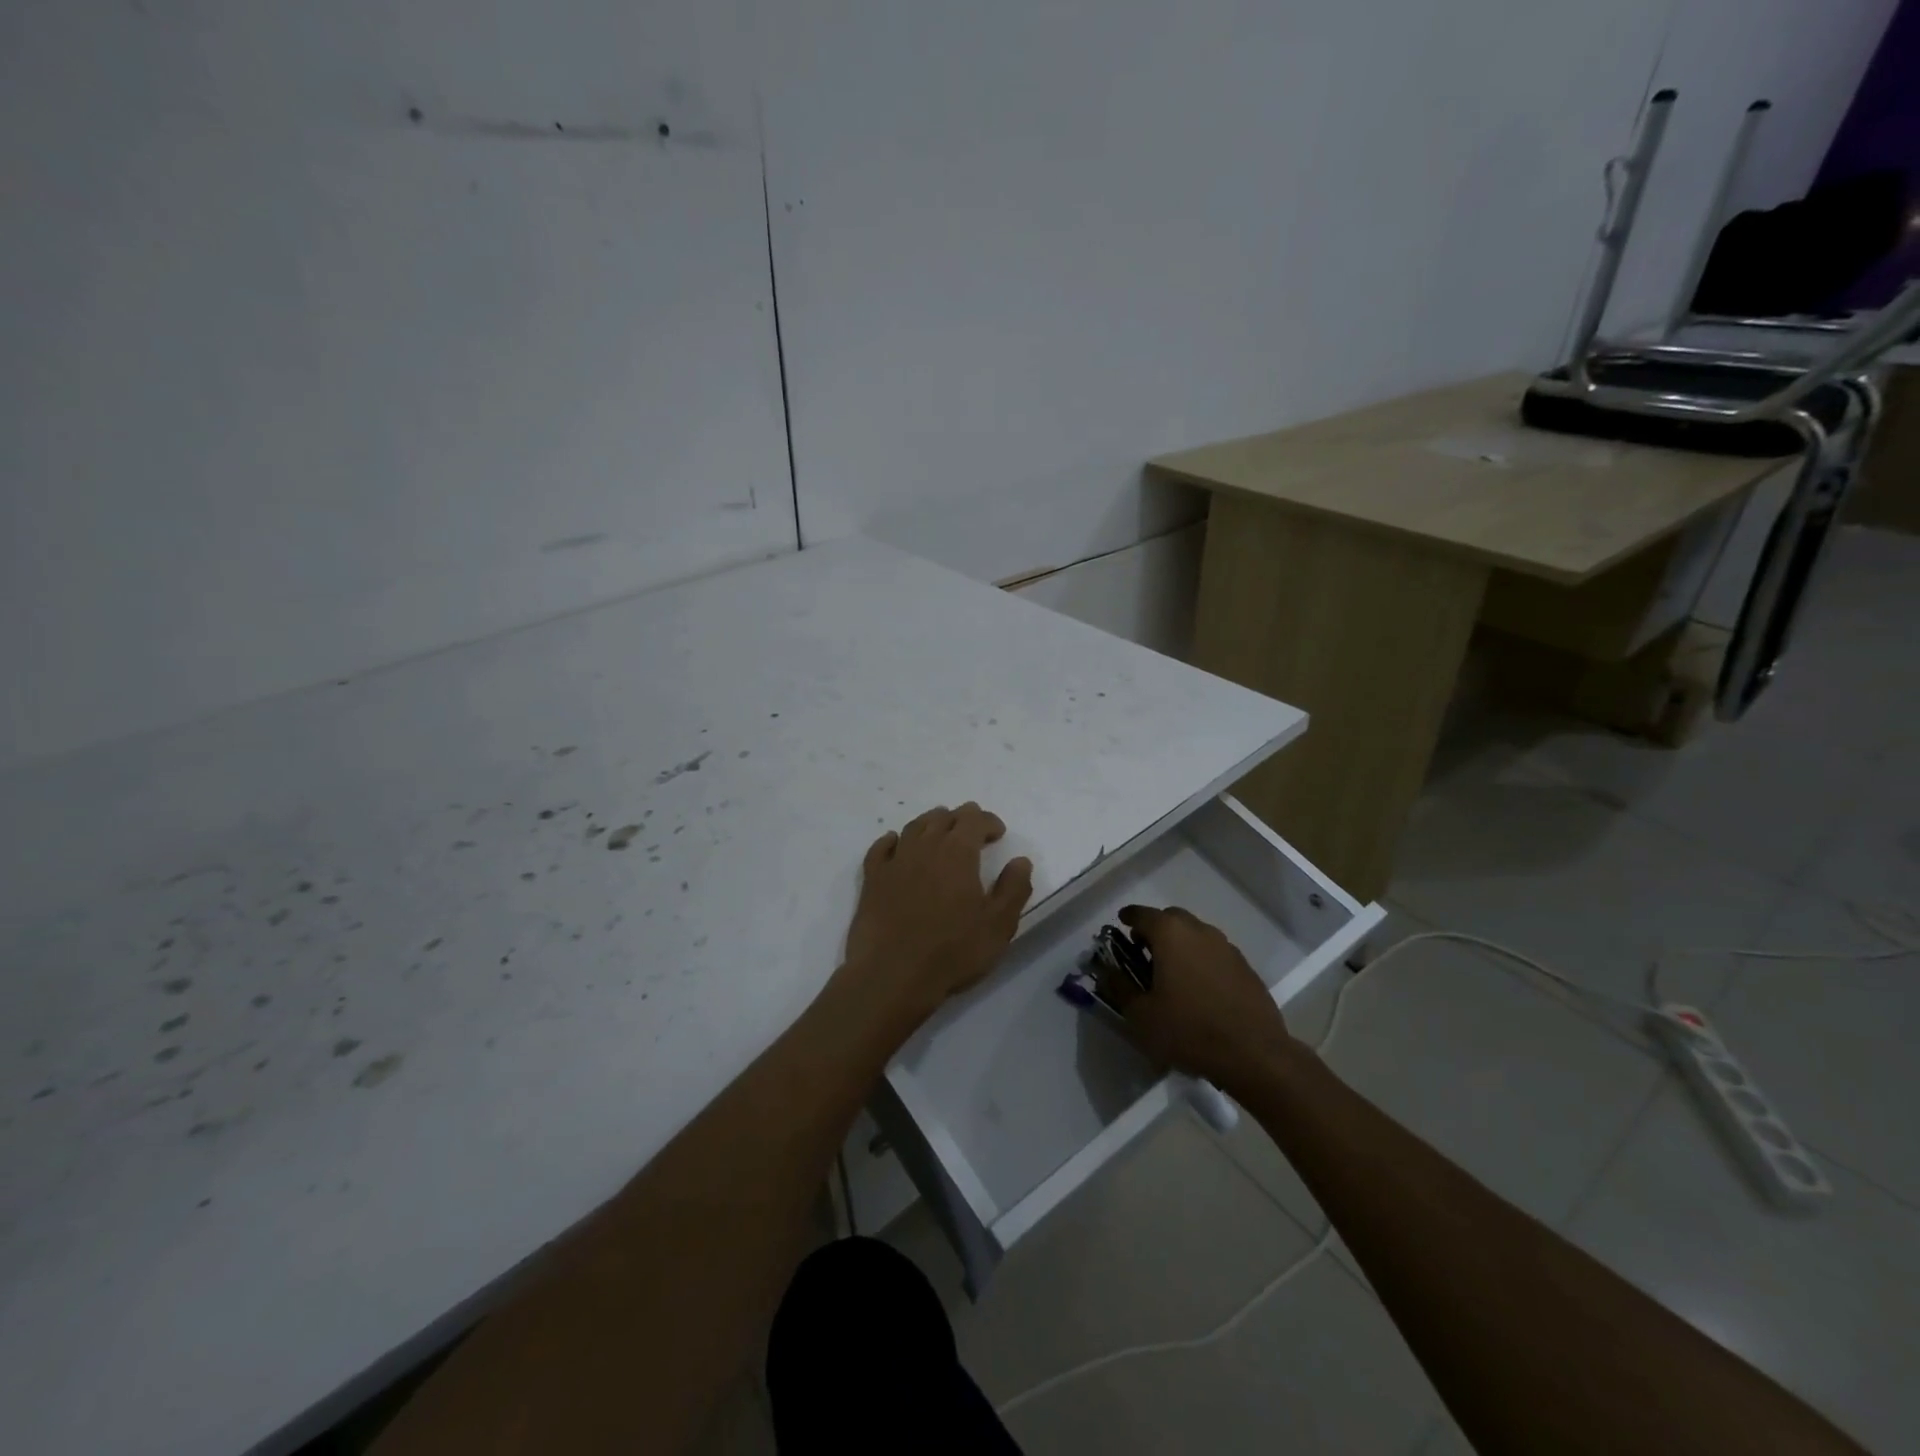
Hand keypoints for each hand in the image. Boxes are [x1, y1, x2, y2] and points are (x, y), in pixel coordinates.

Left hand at [842, 803, 1033, 1020]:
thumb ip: (1014, 888)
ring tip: (940, 831)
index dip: (988, 821)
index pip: (974, 820)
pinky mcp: (872, 879)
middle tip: (972, 831)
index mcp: (958, 852)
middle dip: (961, 819)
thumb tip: (1021, 860)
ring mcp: (895, 861)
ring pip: (914, 827)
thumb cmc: (952, 951)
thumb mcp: (998, 925)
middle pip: (943, 818)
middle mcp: (925, 847)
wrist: (892, 974)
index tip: (998, 833)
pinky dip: (892, 840)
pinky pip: (881, 848)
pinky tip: (895, 843)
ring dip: (931, 823)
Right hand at [1098, 905, 1292, 1093]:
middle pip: (1172, 918)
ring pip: (1196, 934)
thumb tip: (1107, 971)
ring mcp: (1227, 948)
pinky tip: (1199, 988)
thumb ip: (1120, 987)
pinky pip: (1215, 954)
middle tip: (1144, 951)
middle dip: (1155, 929)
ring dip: (1180, 944)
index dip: (1128, 918)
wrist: (1254, 1054)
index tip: (1121, 924)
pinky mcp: (1245, 968)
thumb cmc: (1189, 1030)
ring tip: (1172, 972)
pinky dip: (1201, 960)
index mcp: (1170, 934)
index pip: (1142, 914)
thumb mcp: (1141, 1015)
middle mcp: (1200, 931)